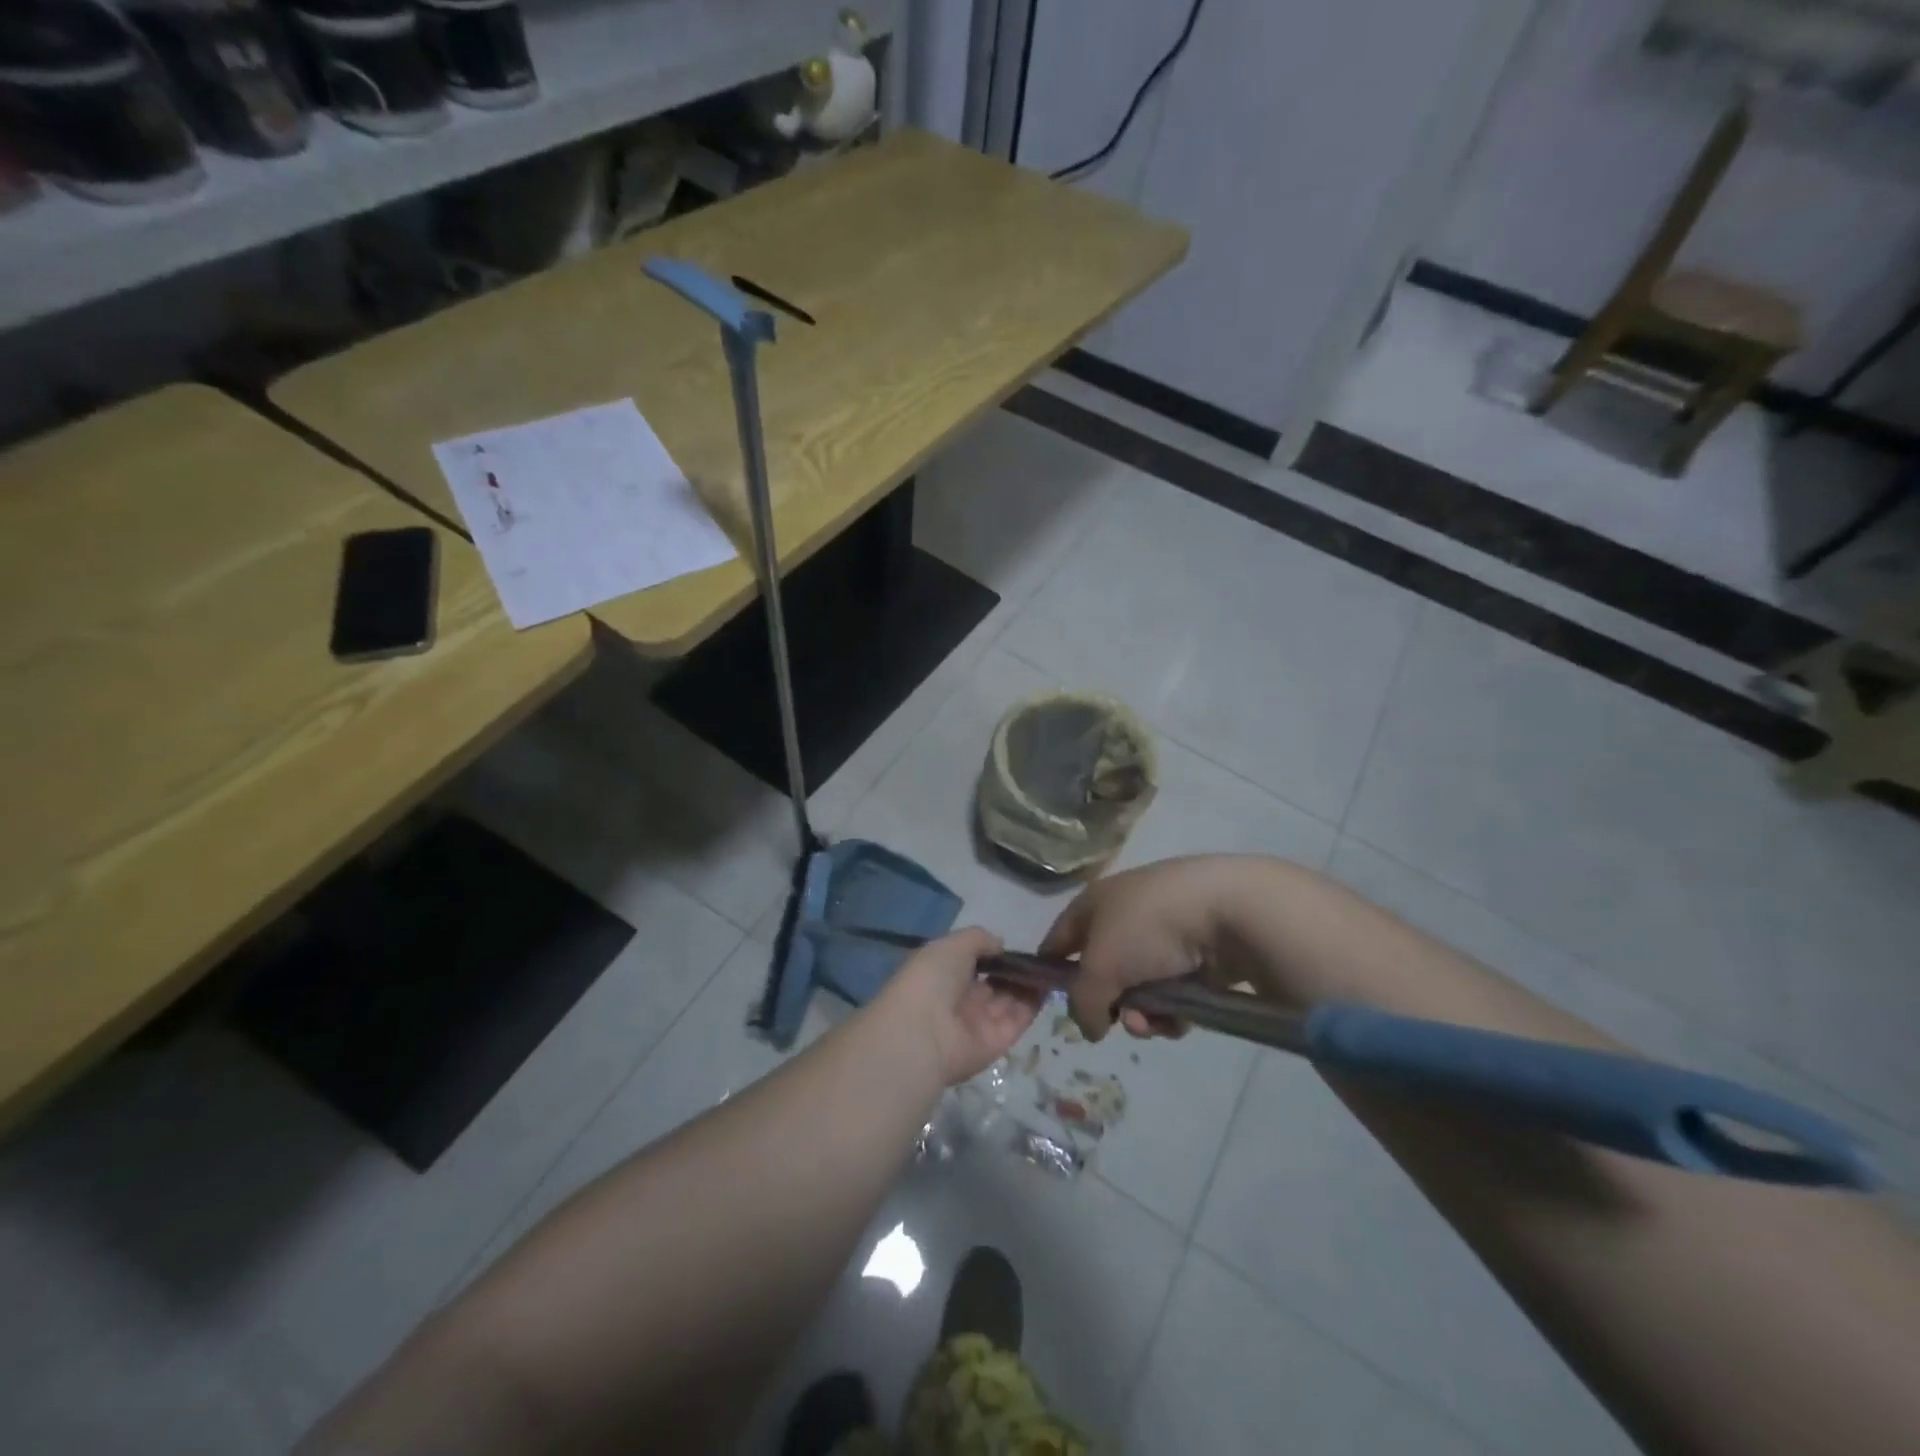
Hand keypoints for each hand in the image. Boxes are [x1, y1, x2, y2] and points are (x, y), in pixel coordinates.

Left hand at [875, 927, 1041, 1085]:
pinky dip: (1034, 1002)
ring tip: (1050, 965)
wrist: (923, 1033)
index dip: (991, 955)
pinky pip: (1018, 1019)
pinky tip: (1049, 982)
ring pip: (1008, 1001)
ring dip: (1027, 983)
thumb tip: (999, 945)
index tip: (1012, 946)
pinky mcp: (997, 1043)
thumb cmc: (932, 979)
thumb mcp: (952, 945)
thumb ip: (979, 940)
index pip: (970, 964)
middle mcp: (959, 1000)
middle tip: (1038, 956)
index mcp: (941, 975)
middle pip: (993, 984)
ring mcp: (978, 1022)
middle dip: (1013, 970)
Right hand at [1042, 855, 1268, 1039]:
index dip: (1048, 974)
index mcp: (1094, 904)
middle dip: (1108, 1004)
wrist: (1228, 912)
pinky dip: (1171, 1011)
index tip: (1049, 1009)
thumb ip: (1082, 1003)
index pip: (1058, 942)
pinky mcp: (1198, 956)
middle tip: (1117, 1020)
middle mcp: (1125, 916)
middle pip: (1102, 973)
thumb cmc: (1148, 928)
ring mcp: (1164, 936)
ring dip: (1141, 1014)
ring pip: (1138, 989)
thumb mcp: (1099, 968)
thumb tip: (1091, 1028)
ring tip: (1153, 1022)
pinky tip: (1180, 1018)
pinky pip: (1172, 994)